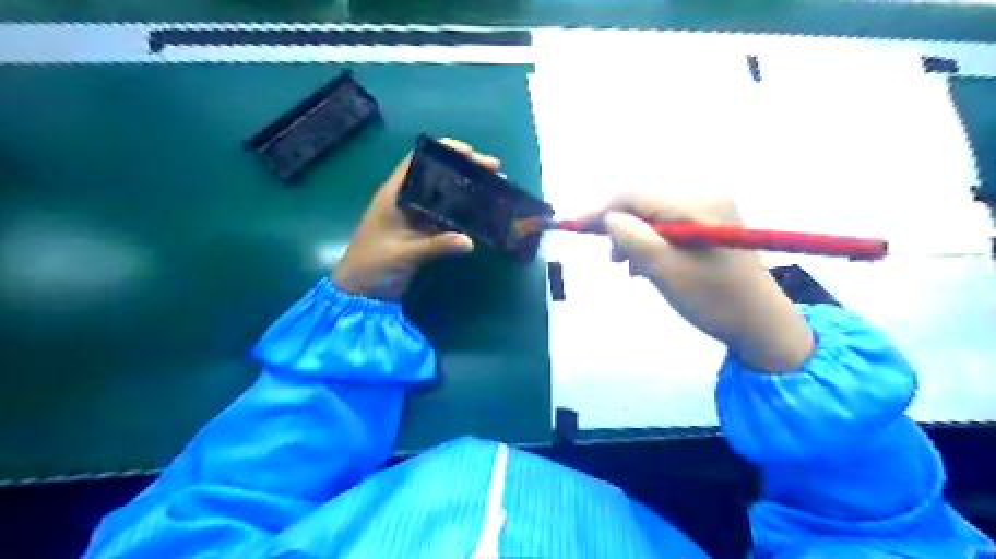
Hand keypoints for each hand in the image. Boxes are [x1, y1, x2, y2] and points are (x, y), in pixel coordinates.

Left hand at [331, 137, 501, 300]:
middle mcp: (407, 199)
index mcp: (395, 194)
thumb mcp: (404, 253)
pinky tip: (482, 214)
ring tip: (494, 188)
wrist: (361, 291)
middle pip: (438, 175)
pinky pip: (447, 217)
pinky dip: (463, 214)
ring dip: (467, 191)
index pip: (419, 161)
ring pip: (445, 196)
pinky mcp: (423, 233)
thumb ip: (436, 246)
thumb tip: (470, 241)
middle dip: (465, 170)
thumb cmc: (373, 264)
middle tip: (494, 170)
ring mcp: (416, 216)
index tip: (471, 153)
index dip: (444, 151)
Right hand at [580, 194, 811, 372]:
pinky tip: (649, 264)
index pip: (634, 197)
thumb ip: (632, 238)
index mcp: (696, 204)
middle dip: (621, 229)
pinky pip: (668, 226)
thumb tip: (608, 219)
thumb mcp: (666, 271)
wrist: (760, 324)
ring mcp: (710, 209)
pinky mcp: (710, 224)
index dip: (601, 212)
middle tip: (612, 260)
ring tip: (631, 268)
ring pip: (653, 217)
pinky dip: (652, 243)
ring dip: (635, 239)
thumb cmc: (713, 300)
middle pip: (643, 205)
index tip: (575, 228)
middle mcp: (704, 196)